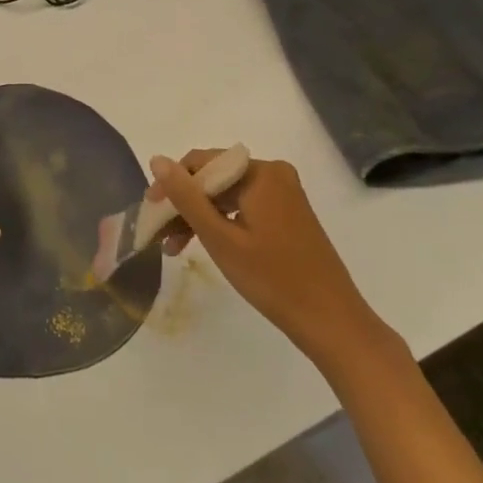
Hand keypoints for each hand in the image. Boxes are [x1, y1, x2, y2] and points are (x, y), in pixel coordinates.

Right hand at [148, 150, 375, 353]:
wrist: (332, 322)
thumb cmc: (273, 280)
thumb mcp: (221, 239)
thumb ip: (186, 197)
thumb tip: (157, 160)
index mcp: (261, 172)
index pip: (202, 162)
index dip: (172, 184)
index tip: (150, 212)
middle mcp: (274, 173)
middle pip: (214, 178)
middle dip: (184, 204)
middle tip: (159, 234)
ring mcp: (283, 194)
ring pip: (226, 195)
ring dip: (199, 216)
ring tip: (174, 247)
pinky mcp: (287, 214)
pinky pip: (243, 207)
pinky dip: (221, 223)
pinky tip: (202, 244)